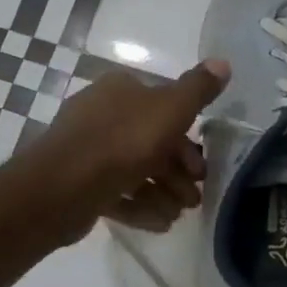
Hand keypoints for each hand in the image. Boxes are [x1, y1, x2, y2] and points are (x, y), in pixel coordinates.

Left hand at [21, 59, 229, 242]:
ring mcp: (86, 149)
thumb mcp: (170, 109)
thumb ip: (198, 89)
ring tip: (176, 216)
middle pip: (149, 142)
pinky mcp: (77, 183)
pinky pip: (115, 192)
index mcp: (119, 90)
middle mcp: (100, 114)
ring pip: (133, 170)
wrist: (64, 187)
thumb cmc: (122, 141)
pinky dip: (138, 207)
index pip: (162, 108)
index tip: (201, 168)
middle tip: (193, 199)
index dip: (187, 138)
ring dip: (160, 193)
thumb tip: (223, 62)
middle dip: (176, 172)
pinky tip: (158, 224)